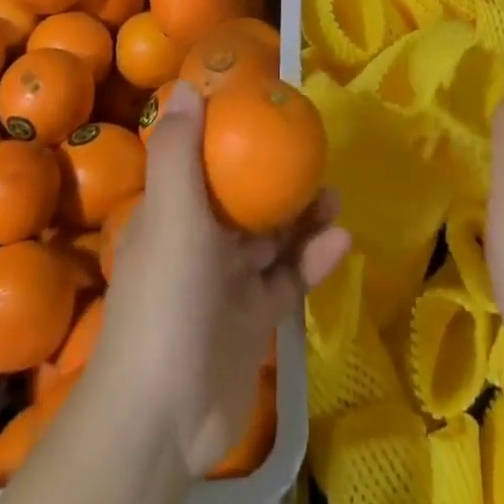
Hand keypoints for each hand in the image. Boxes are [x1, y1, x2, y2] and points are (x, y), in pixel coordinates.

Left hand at [88, 84, 350, 477]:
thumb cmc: (166, 299)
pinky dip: (313, 259)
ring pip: (272, 236)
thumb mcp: (171, 215)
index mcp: (174, 213)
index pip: (202, 161)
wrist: (162, 417)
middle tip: (314, 152)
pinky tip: (341, 240)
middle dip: (277, 175)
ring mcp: (228, 283)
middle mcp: (200, 242)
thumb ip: (179, 152)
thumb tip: (185, 86)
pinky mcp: (253, 319)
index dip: (230, 133)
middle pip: (244, 197)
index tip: (266, 109)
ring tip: (334, 193)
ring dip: (302, 215)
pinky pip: (289, 278)